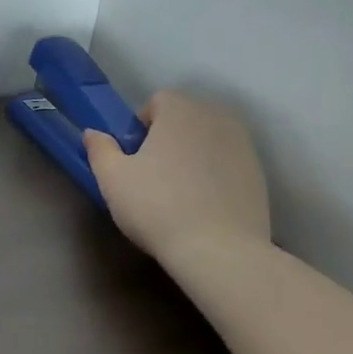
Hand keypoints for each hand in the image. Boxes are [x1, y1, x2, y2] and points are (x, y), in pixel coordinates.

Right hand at [82, 91, 272, 261]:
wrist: (220, 251)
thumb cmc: (157, 207)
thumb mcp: (113, 179)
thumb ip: (100, 149)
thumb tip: (93, 133)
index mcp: (180, 110)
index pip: (158, 101)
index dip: (142, 126)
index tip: (135, 157)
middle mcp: (216, 117)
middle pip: (186, 118)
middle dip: (170, 137)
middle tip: (154, 174)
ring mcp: (243, 145)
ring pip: (209, 140)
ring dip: (194, 154)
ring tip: (181, 192)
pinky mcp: (259, 174)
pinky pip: (228, 163)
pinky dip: (217, 174)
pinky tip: (206, 205)